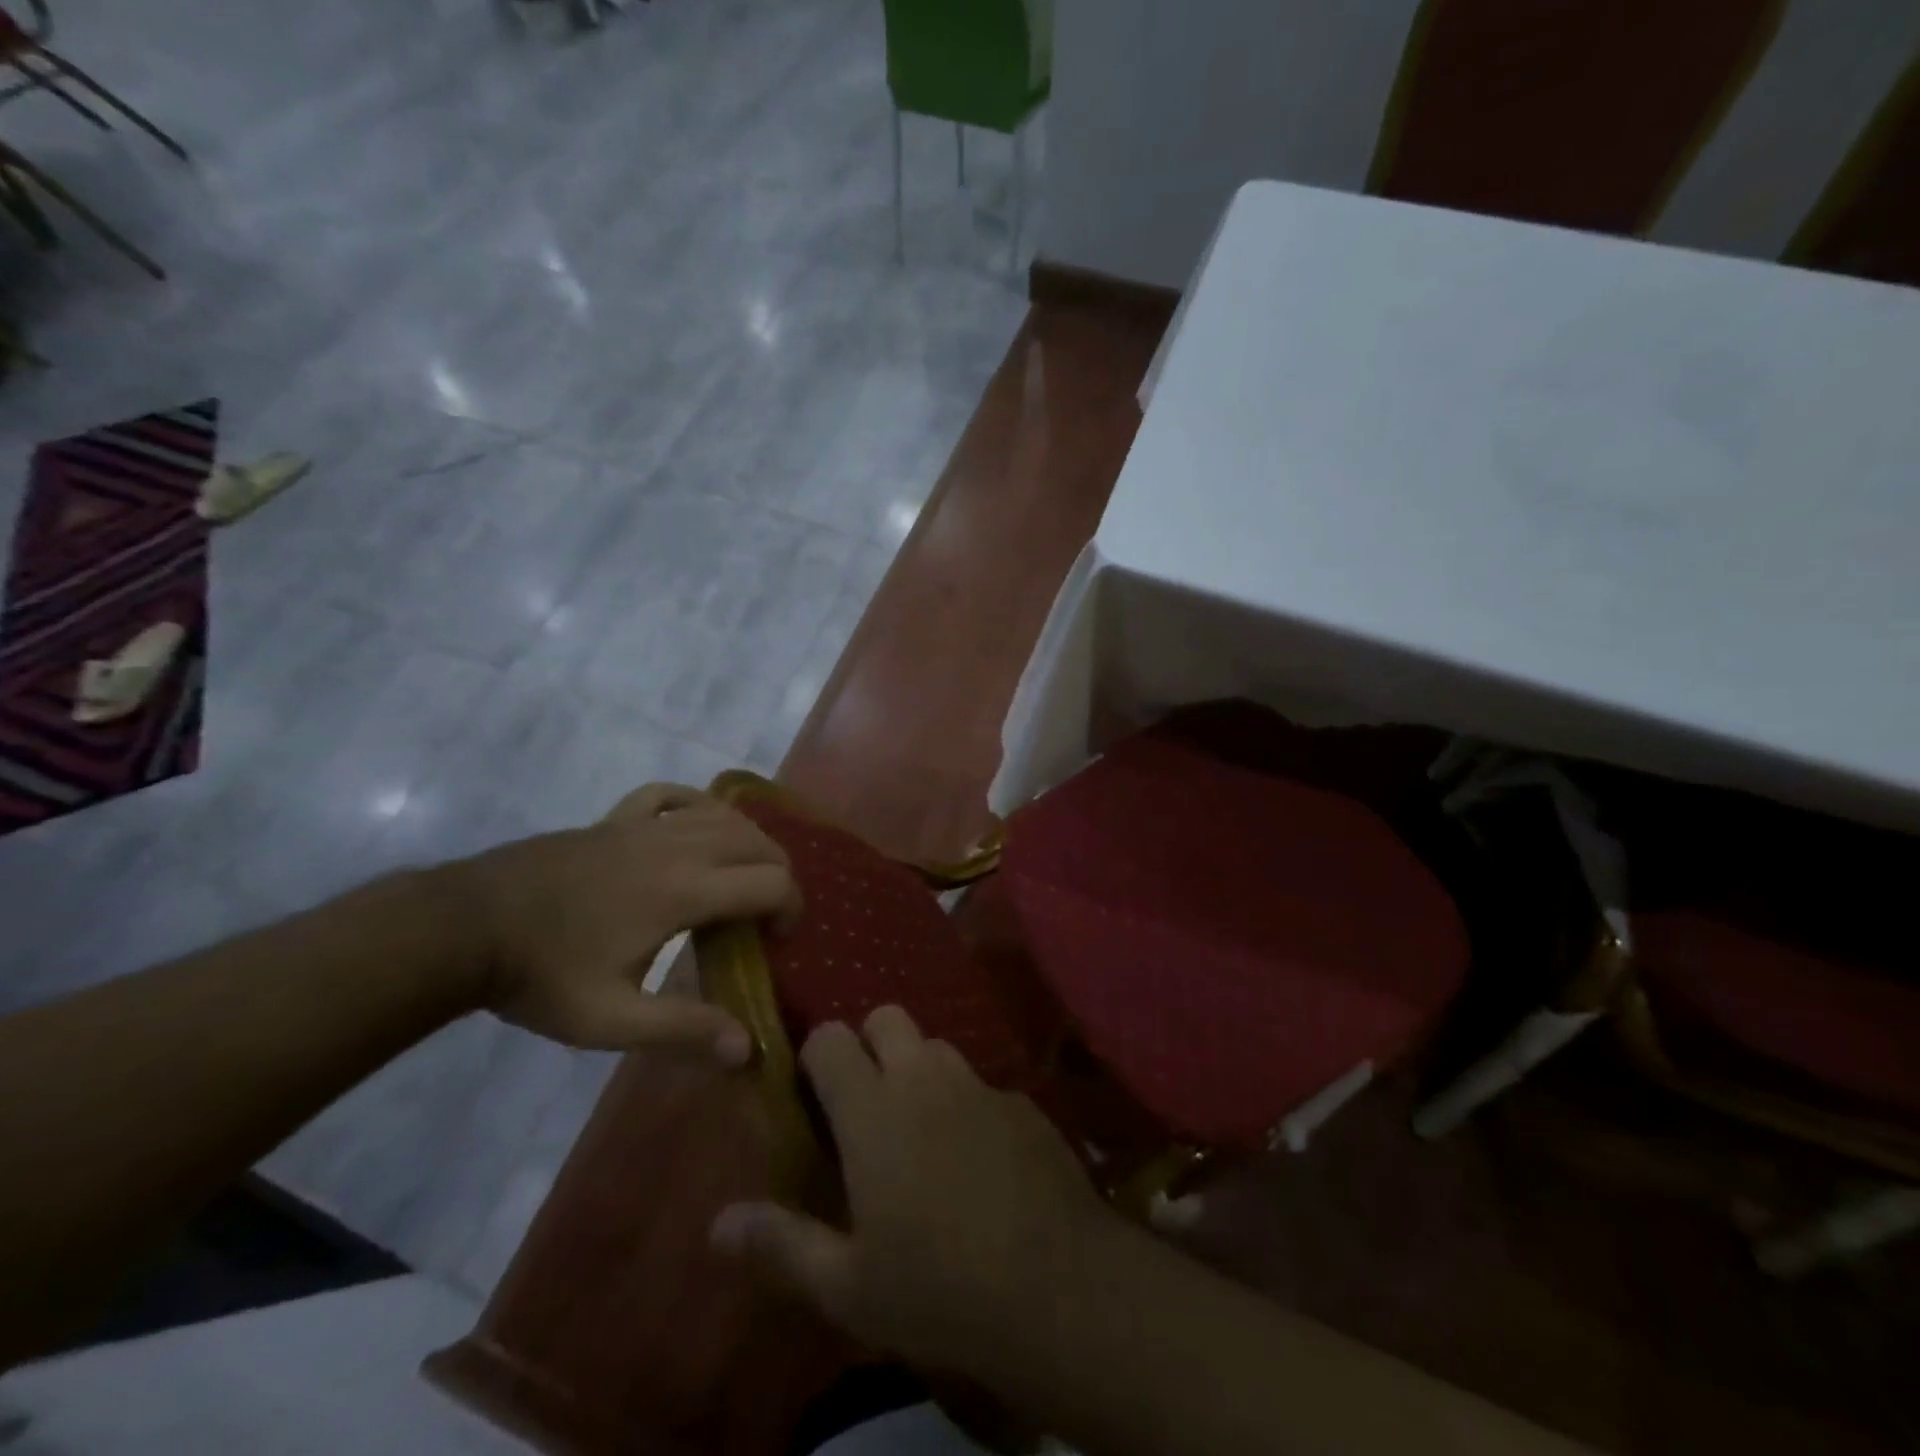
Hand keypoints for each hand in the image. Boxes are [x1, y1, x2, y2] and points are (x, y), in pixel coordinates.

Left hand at [456, 783, 798, 1057]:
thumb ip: (682, 1030)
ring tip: (741, 876)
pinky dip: (695, 804)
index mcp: (684, 890)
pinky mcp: (614, 818)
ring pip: (723, 814)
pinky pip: (670, 794)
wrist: (463, 927)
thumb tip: (746, 1048)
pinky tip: (695, 822)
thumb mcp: (610, 1020)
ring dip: (748, 841)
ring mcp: (644, 826)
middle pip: (757, 841)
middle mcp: (677, 846)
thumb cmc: (542, 975)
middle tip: (764, 915)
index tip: (776, 940)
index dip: (790, 908)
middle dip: (777, 873)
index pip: (771, 881)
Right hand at [709, 1006, 1114, 1382]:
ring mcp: (978, 1085)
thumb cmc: (937, 1288)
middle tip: (867, 1103)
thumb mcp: (847, 1285)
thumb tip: (718, 1223)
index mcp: (873, 1110)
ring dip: (920, 1071)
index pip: (830, 1039)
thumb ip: (780, 1244)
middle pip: (888, 1017)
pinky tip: (979, 1159)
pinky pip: (982, 1085)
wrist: (1056, 1286)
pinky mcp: (1022, 1103)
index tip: (815, 1094)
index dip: (816, 1055)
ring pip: (937, 1046)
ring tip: (921, 1129)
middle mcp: (924, 1079)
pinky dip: (969, 1105)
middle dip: (870, 1044)